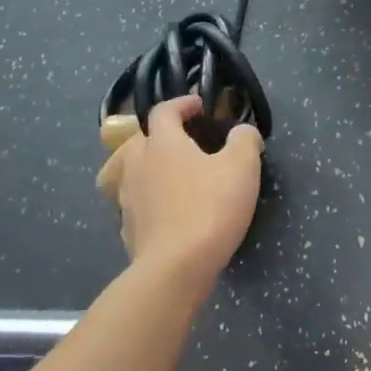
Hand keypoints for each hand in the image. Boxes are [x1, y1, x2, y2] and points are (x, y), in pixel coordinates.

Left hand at [105, 96, 263, 274]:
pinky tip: (165, 212)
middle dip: (158, 135)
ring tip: (167, 176)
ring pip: (128, 172)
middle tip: (182, 142)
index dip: (182, 103)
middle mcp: (137, 164)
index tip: (199, 105)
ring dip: (146, 167)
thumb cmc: (210, 207)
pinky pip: (133, 204)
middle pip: (138, 139)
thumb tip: (243, 131)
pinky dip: (146, 200)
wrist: (176, 267)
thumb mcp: (242, 167)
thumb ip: (244, 140)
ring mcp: (126, 198)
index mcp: (162, 143)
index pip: (164, 111)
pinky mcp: (127, 228)